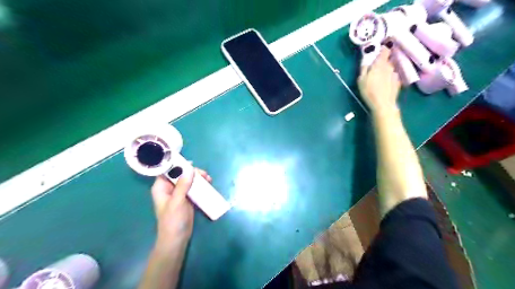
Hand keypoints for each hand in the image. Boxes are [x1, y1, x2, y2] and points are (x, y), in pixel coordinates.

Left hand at [150, 169, 212, 247]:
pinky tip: (208, 184)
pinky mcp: (187, 198)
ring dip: (198, 177)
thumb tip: (189, 168)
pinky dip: (200, 184)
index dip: (178, 164)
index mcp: (161, 187)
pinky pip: (193, 187)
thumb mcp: (177, 201)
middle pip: (181, 173)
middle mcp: (169, 188)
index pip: (168, 170)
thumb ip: (183, 185)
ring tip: (208, 179)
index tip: (192, 164)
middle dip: (192, 172)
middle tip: (204, 175)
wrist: (177, 239)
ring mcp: (179, 193)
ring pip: (189, 179)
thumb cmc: (173, 220)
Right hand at [359, 46, 402, 115]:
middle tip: (375, 67)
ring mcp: (395, 74)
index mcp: (380, 64)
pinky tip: (385, 84)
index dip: (383, 48)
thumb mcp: (361, 79)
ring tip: (379, 77)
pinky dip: (389, 77)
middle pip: (388, 59)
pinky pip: (393, 76)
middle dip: (383, 61)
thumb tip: (366, 59)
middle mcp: (390, 66)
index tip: (379, 49)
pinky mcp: (398, 82)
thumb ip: (364, 67)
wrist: (383, 104)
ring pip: (390, 68)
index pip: (385, 50)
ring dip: (386, 70)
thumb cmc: (369, 91)